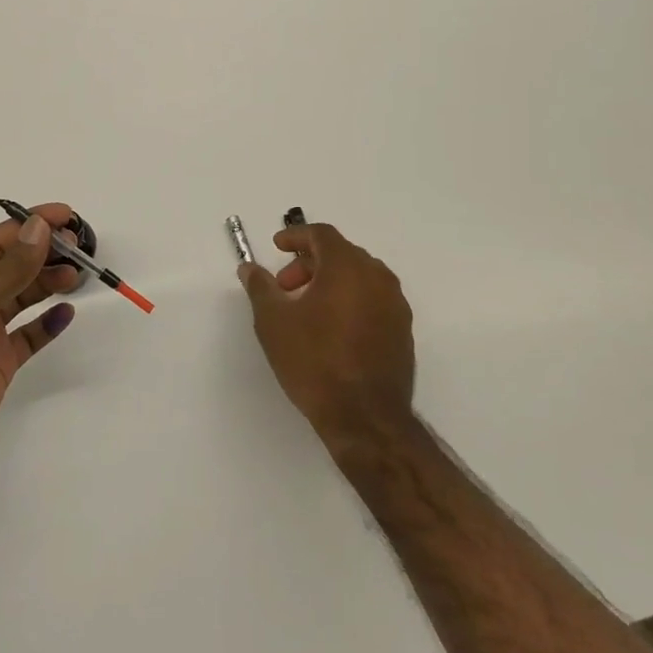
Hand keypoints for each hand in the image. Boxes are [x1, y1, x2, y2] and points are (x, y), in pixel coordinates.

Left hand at [0, 204, 83, 499]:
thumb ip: (9, 268)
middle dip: (43, 253)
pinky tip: (66, 313)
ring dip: (48, 283)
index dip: (30, 225)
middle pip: (10, 266)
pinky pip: (27, 336)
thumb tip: (39, 227)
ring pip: (21, 298)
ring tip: (77, 275)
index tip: (67, 216)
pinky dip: (47, 323)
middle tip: (81, 247)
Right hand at [238, 222, 415, 449]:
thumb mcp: (274, 322)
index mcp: (348, 267)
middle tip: (285, 287)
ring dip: (330, 282)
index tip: (276, 247)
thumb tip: (249, 268)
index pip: (322, 234)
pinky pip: (372, 299)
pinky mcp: (403, 331)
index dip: (296, 236)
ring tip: (306, 309)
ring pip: (359, 277)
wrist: (364, 418)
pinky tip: (330, 329)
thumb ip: (260, 287)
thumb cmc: (314, 361)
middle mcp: (378, 278)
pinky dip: (349, 300)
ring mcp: (395, 305)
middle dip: (309, 263)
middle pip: (341, 254)